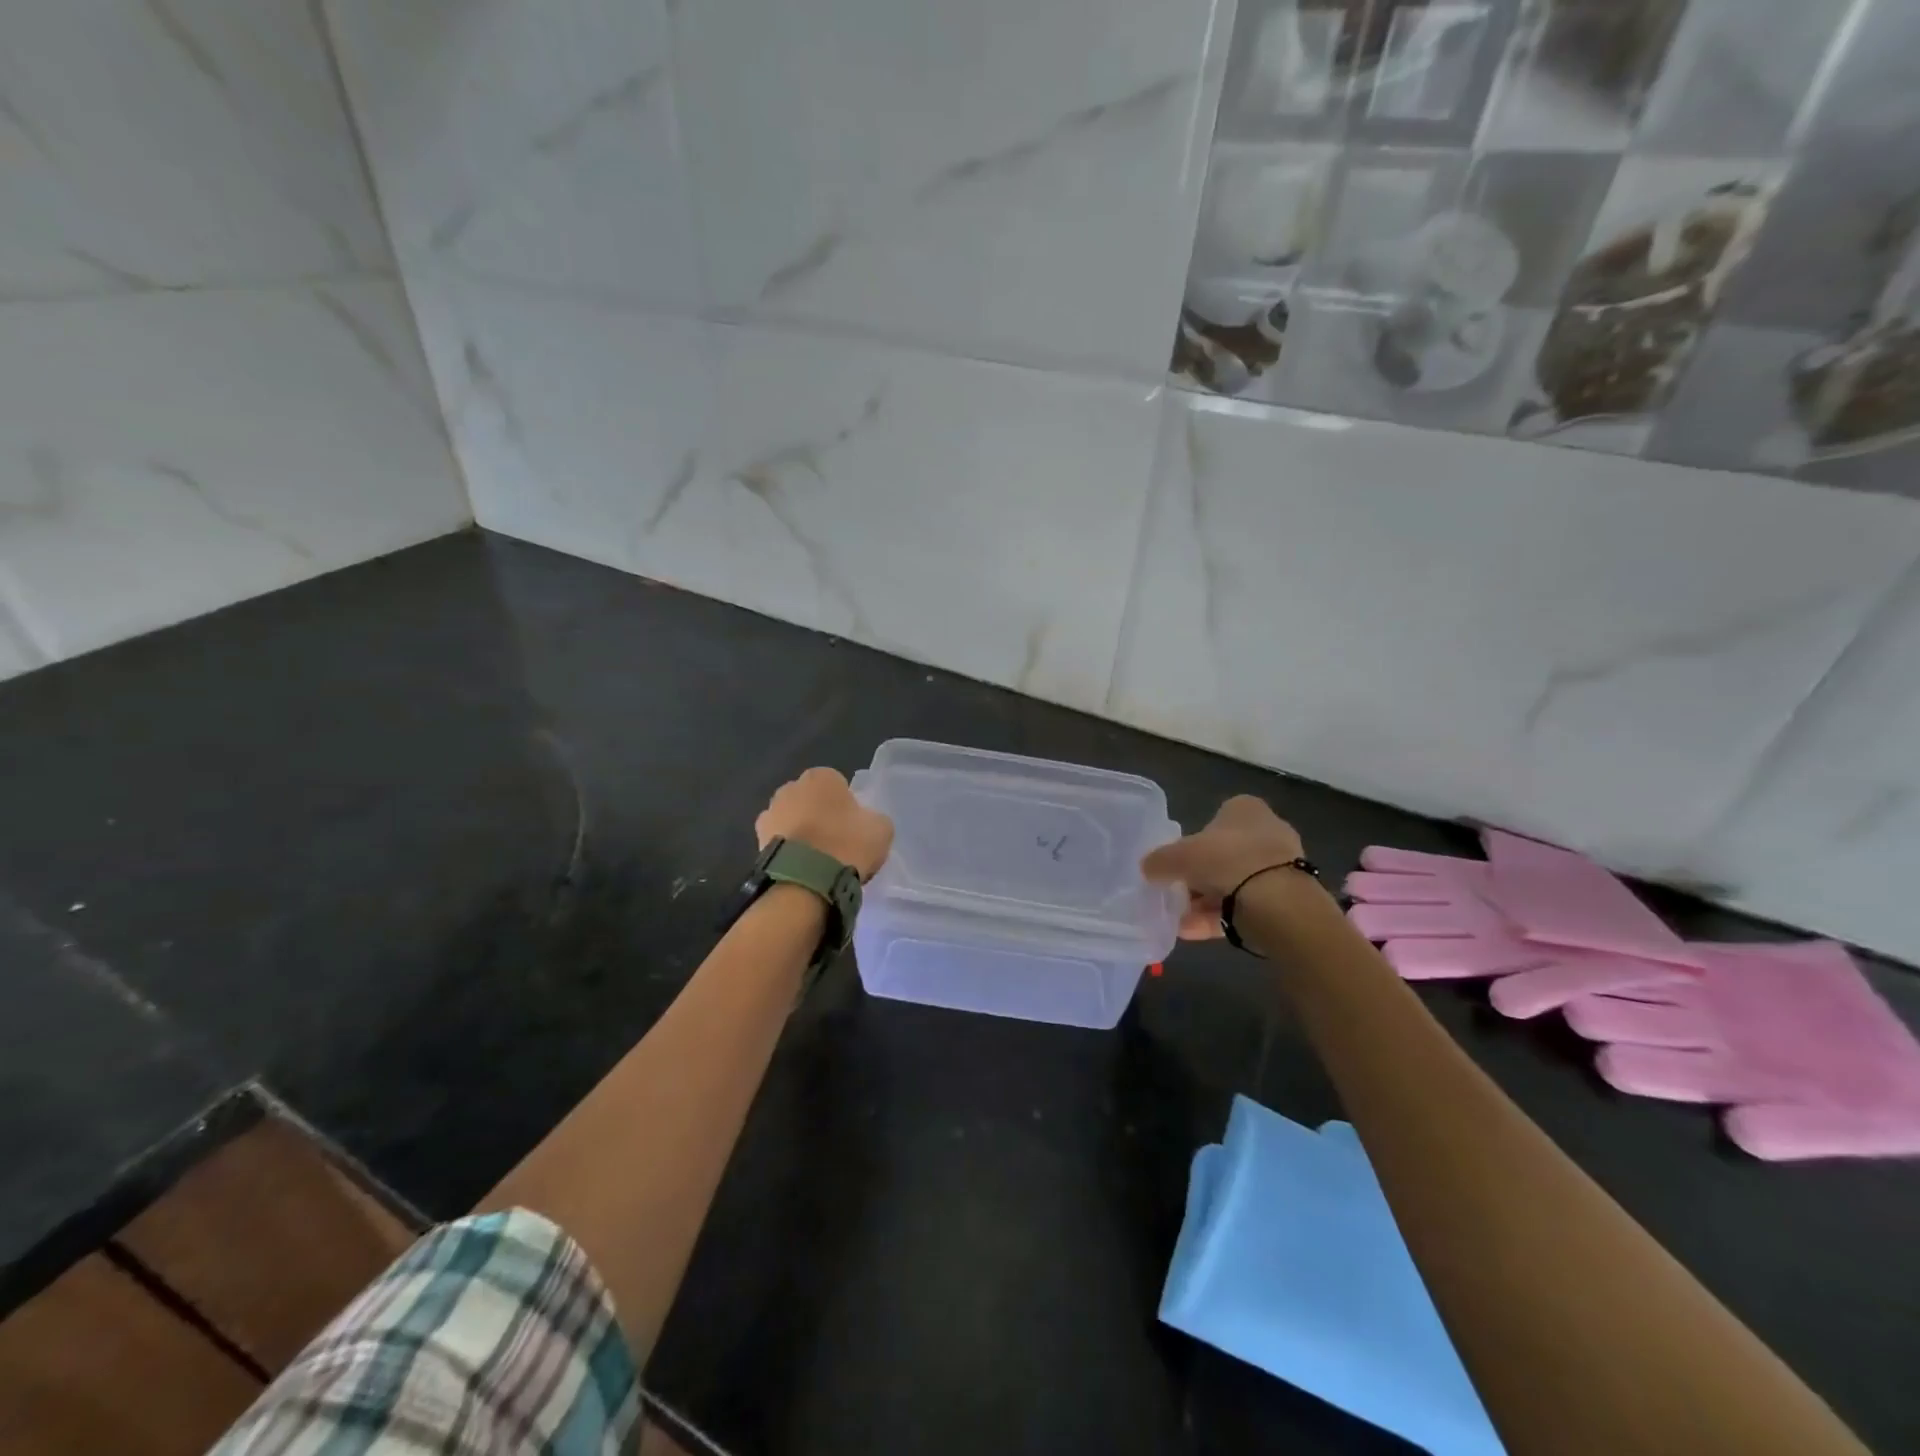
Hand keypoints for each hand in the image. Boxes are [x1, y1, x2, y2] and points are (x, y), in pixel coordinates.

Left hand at [756, 767, 893, 880]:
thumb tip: (865, 822)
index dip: (847, 805)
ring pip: (792, 820)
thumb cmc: (847, 844)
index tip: (854, 826)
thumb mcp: (881, 828)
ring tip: (818, 860)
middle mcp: (790, 787)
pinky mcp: (757, 841)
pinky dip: (789, 851)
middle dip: (819, 815)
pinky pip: (781, 842)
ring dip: (801, 833)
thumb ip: (872, 818)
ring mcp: (769, 813)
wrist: (806, 880)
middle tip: (836, 842)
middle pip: (811, 800)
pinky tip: (803, 869)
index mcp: (821, 776)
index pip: (838, 784)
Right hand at [1141, 795, 1306, 940]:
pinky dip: (1218, 917)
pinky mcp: (1285, 899)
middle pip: (1222, 854)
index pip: (1213, 819)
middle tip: (1176, 892)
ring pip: (1233, 883)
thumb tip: (1148, 868)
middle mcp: (1267, 832)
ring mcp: (1279, 867)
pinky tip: (1192, 932)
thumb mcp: (1178, 856)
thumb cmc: (1225, 860)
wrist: (1278, 902)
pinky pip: (1244, 906)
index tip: (1176, 862)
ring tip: (1179, 920)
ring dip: (1205, 901)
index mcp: (1245, 809)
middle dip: (1199, 876)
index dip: (1191, 841)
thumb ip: (1159, 860)